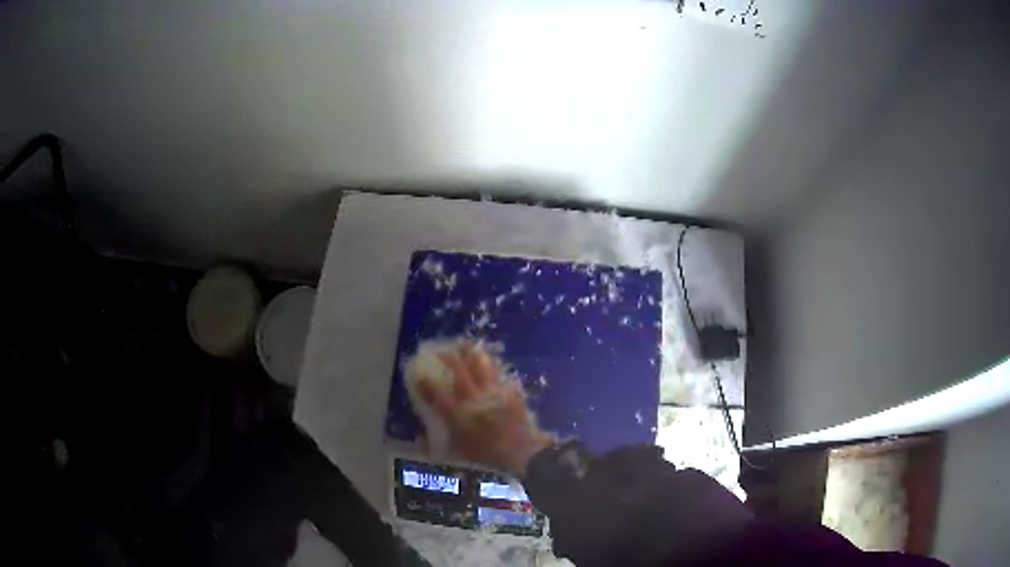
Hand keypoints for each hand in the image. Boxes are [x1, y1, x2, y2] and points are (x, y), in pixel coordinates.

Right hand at [416, 342, 553, 473]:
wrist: (523, 455)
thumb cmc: (488, 458)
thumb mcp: (458, 454)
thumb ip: (437, 446)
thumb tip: (418, 439)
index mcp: (459, 415)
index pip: (437, 395)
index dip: (426, 383)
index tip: (419, 374)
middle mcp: (475, 399)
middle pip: (459, 371)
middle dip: (448, 357)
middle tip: (442, 350)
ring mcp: (495, 394)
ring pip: (482, 366)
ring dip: (472, 354)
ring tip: (466, 345)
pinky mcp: (511, 394)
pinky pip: (500, 375)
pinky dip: (494, 367)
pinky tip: (491, 363)